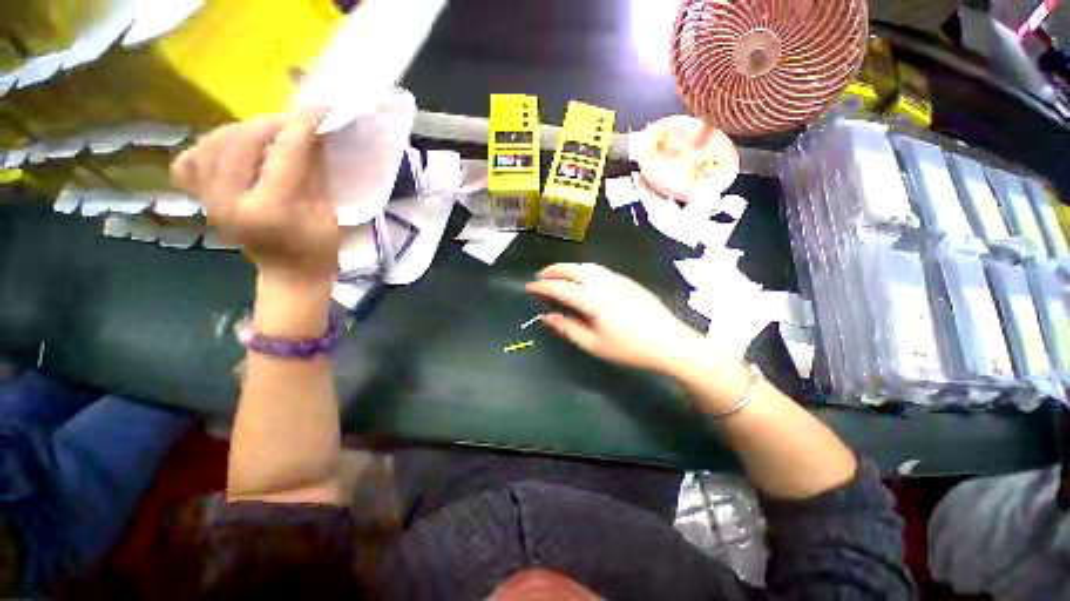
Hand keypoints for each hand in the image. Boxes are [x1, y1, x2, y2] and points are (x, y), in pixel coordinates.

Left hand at [171, 108, 340, 284]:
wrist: (289, 274)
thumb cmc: (318, 250)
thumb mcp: (328, 213)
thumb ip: (317, 172)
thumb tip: (314, 134)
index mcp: (270, 210)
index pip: (285, 153)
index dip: (303, 126)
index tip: (320, 109)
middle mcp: (230, 201)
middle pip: (243, 141)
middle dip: (273, 123)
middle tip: (297, 122)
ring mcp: (209, 200)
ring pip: (215, 143)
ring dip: (245, 129)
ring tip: (269, 132)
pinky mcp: (202, 199)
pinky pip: (191, 160)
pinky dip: (209, 145)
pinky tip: (231, 147)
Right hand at [526, 263, 702, 373]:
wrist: (670, 342)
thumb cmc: (630, 348)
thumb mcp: (594, 344)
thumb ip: (568, 328)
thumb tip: (546, 316)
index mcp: (592, 299)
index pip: (560, 287)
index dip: (542, 286)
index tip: (529, 287)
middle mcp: (603, 283)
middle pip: (572, 269)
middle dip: (553, 270)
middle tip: (540, 276)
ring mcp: (617, 279)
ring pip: (587, 266)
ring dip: (568, 267)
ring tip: (558, 274)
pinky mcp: (627, 280)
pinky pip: (599, 269)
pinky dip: (584, 269)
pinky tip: (583, 278)